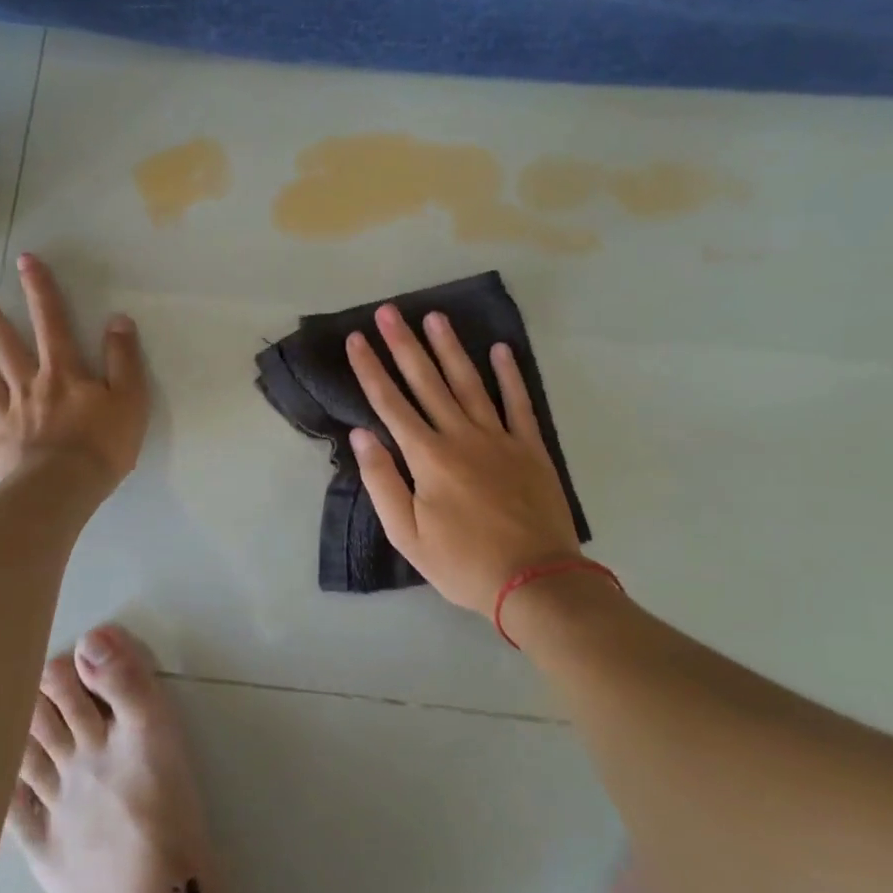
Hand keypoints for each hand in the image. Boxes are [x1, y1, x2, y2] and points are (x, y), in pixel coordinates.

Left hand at [0, 253, 148, 489]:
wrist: (66, 491)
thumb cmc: (103, 445)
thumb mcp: (130, 398)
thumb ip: (123, 358)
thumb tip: (118, 319)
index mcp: (63, 373)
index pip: (51, 323)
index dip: (40, 290)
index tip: (24, 259)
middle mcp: (28, 385)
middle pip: (1, 340)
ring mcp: (5, 415)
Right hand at [346, 305, 580, 616]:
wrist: (536, 580)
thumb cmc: (463, 563)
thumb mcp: (408, 535)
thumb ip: (383, 482)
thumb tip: (361, 436)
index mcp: (427, 457)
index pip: (390, 403)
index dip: (370, 369)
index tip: (357, 339)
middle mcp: (460, 436)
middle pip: (426, 382)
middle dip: (404, 345)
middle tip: (390, 311)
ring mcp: (499, 438)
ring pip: (469, 383)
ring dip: (450, 348)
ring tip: (435, 317)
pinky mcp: (530, 447)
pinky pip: (518, 403)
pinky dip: (509, 375)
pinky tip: (500, 349)